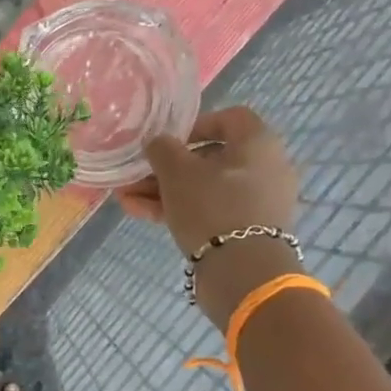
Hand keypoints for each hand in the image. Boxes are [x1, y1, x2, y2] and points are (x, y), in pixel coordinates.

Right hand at [117, 107, 301, 325]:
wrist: (242, 272)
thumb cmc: (211, 207)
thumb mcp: (177, 172)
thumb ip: (162, 149)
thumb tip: (157, 142)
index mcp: (258, 143)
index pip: (229, 118)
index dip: (195, 125)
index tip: (167, 142)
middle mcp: (265, 168)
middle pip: (210, 158)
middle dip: (167, 167)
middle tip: (135, 175)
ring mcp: (257, 202)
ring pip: (204, 188)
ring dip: (164, 190)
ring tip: (126, 198)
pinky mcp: (246, 230)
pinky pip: (210, 210)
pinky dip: (178, 209)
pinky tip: (139, 213)